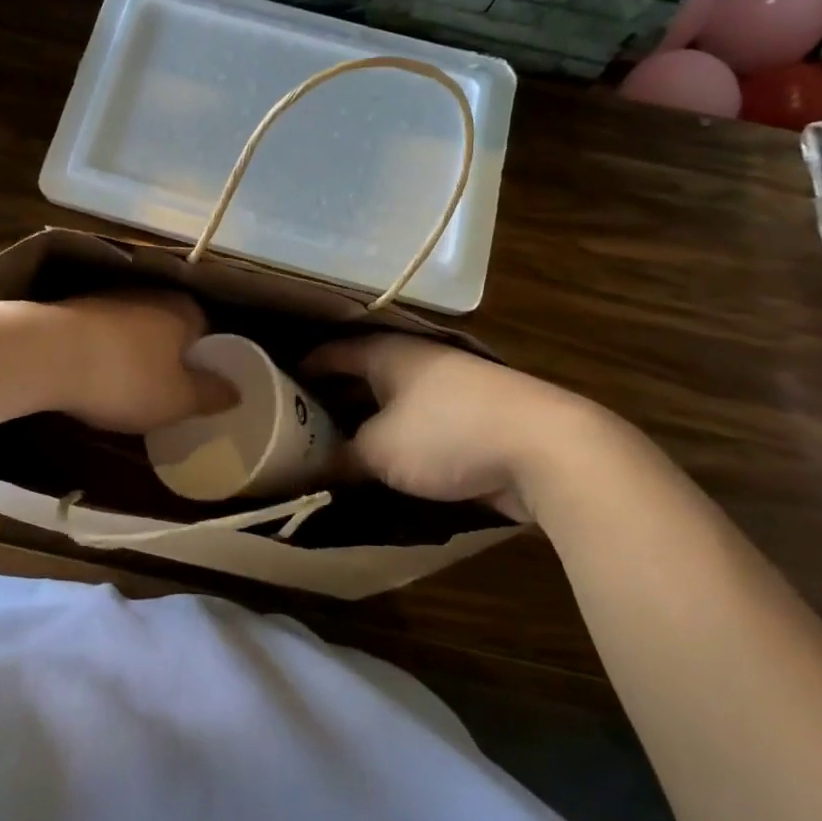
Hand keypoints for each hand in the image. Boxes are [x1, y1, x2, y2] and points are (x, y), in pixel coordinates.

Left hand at [44, 292, 236, 433]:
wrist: (46, 354)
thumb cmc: (126, 377)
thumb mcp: (178, 399)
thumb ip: (211, 395)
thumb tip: (236, 391)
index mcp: (184, 310)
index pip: (208, 331)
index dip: (205, 361)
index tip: (197, 388)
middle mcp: (151, 294)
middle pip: (171, 329)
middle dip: (169, 357)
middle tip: (165, 393)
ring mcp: (110, 297)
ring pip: (135, 330)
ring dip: (134, 355)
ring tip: (127, 390)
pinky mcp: (76, 309)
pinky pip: (104, 335)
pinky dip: (105, 354)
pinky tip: (95, 378)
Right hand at [302, 336, 610, 518]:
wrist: (545, 446)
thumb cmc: (446, 433)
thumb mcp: (379, 450)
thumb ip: (343, 457)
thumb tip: (316, 468)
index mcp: (387, 353)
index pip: (332, 352)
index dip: (303, 367)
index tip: (276, 385)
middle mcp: (416, 362)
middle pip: (361, 375)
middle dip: (331, 398)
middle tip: (298, 423)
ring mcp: (449, 388)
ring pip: (392, 401)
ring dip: (365, 421)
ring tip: (332, 446)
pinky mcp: (474, 417)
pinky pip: (419, 423)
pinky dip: (397, 438)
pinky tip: (382, 463)